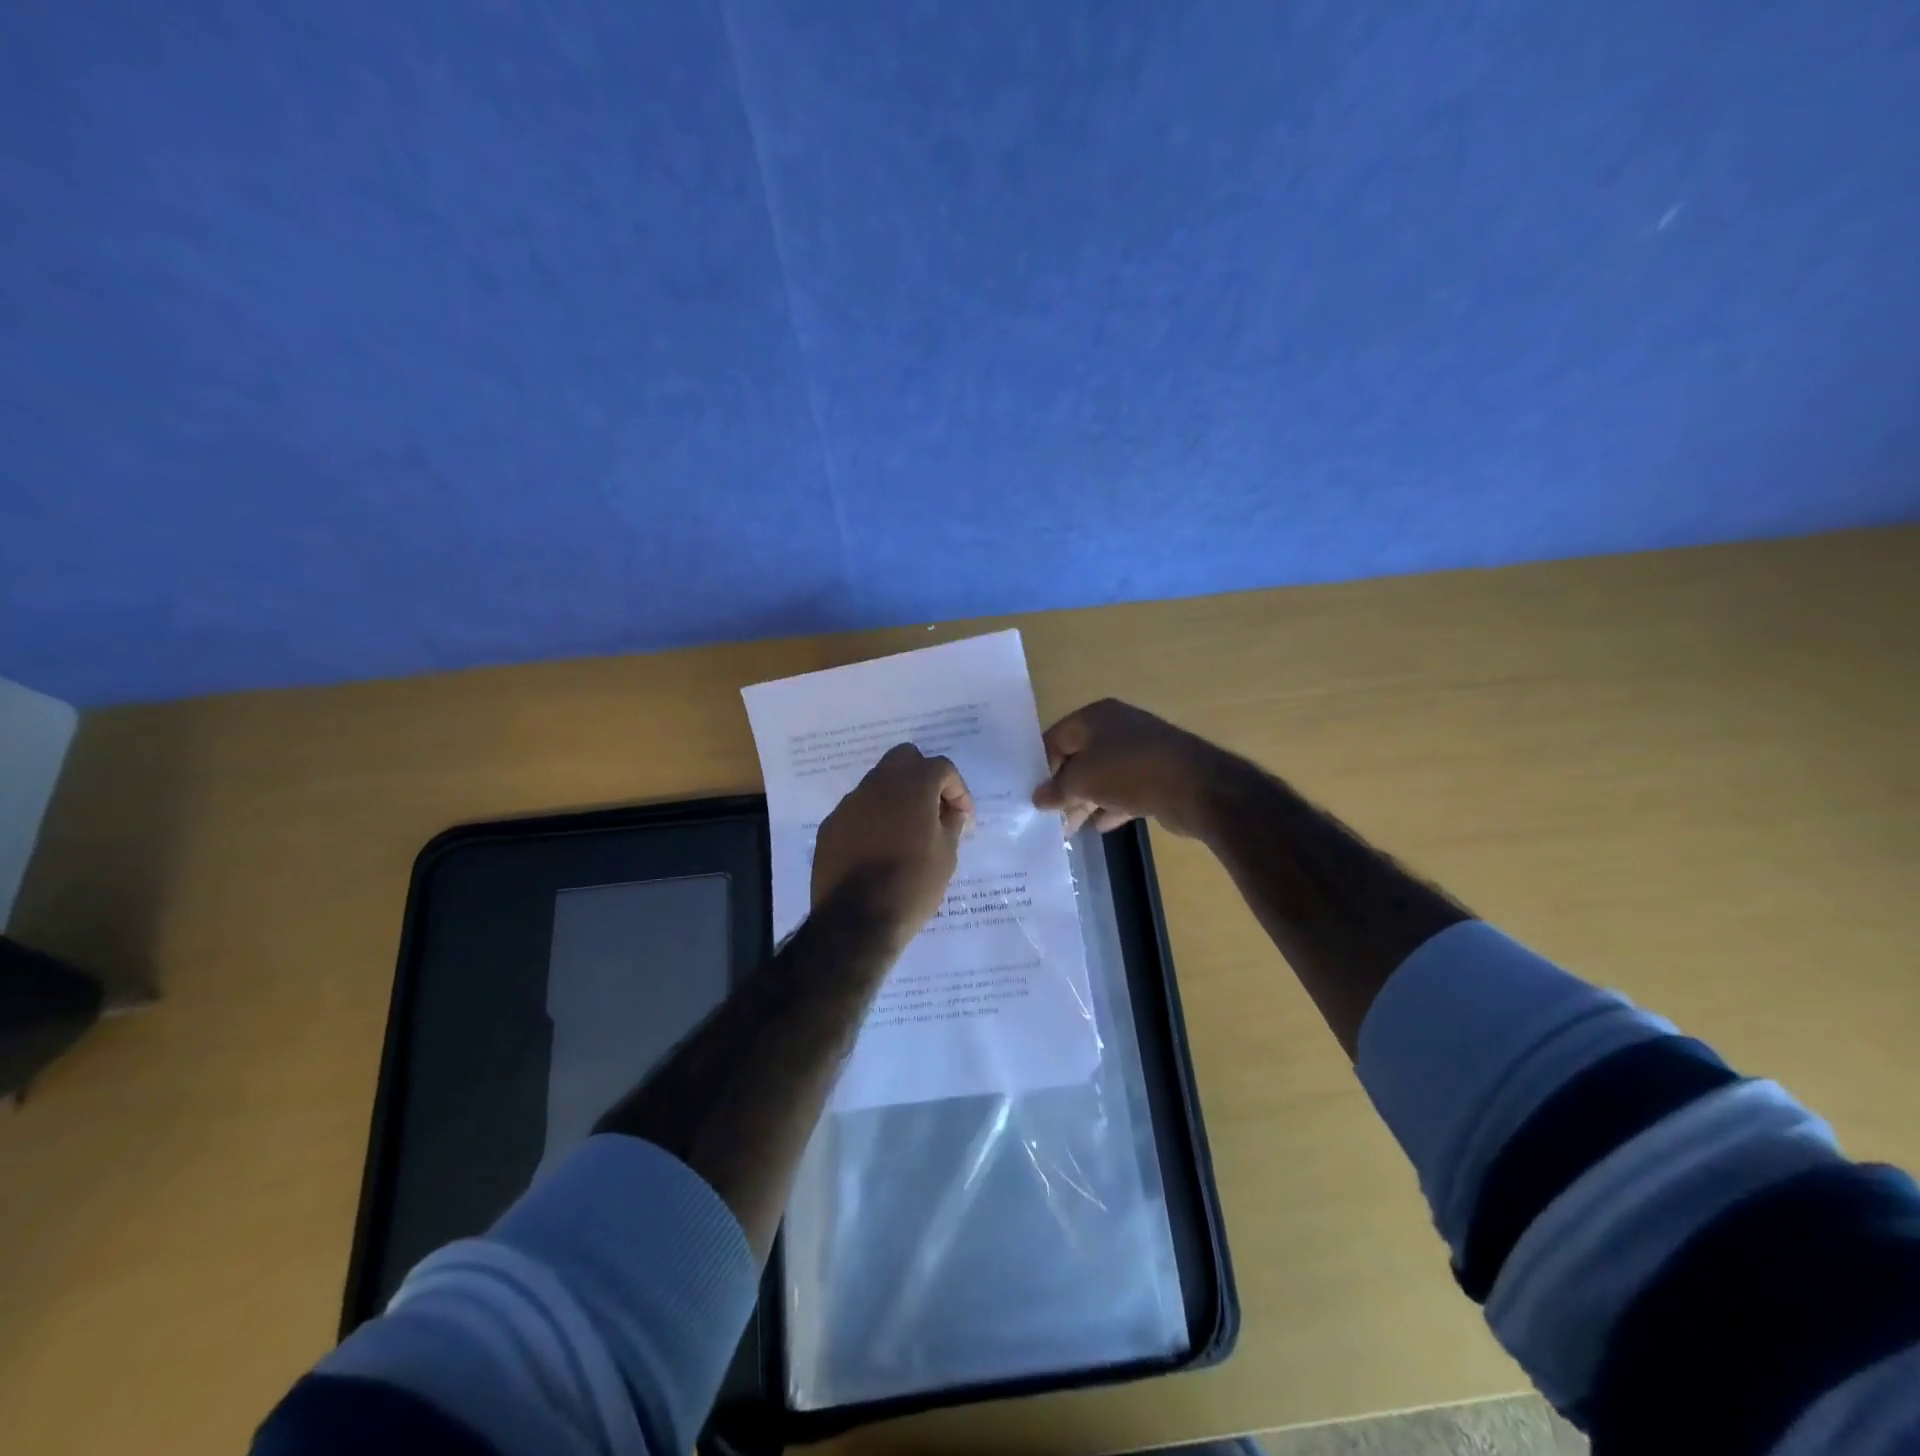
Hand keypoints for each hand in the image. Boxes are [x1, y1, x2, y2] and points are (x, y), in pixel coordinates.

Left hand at [812, 743, 973, 950]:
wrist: (856, 920)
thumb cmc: (912, 886)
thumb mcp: (946, 856)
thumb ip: (951, 823)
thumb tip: (952, 811)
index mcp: (912, 786)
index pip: (941, 767)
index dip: (957, 790)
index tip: (962, 818)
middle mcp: (877, 785)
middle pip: (904, 759)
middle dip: (923, 777)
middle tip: (934, 809)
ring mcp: (849, 804)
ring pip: (878, 782)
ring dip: (896, 796)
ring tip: (907, 831)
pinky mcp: (830, 825)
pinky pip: (858, 809)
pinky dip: (873, 818)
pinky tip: (879, 847)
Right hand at [1033, 699, 1223, 837]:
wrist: (1195, 787)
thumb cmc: (1128, 772)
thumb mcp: (1082, 781)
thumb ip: (1056, 789)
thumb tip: (1038, 797)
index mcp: (1095, 717)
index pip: (1056, 737)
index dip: (1041, 765)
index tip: (1034, 793)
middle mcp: (1117, 727)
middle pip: (1079, 758)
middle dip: (1064, 788)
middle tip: (1050, 815)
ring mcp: (1140, 751)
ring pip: (1102, 776)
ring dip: (1085, 802)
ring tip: (1070, 828)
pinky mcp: (1157, 775)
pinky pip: (1125, 790)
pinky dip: (1111, 807)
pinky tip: (1100, 827)